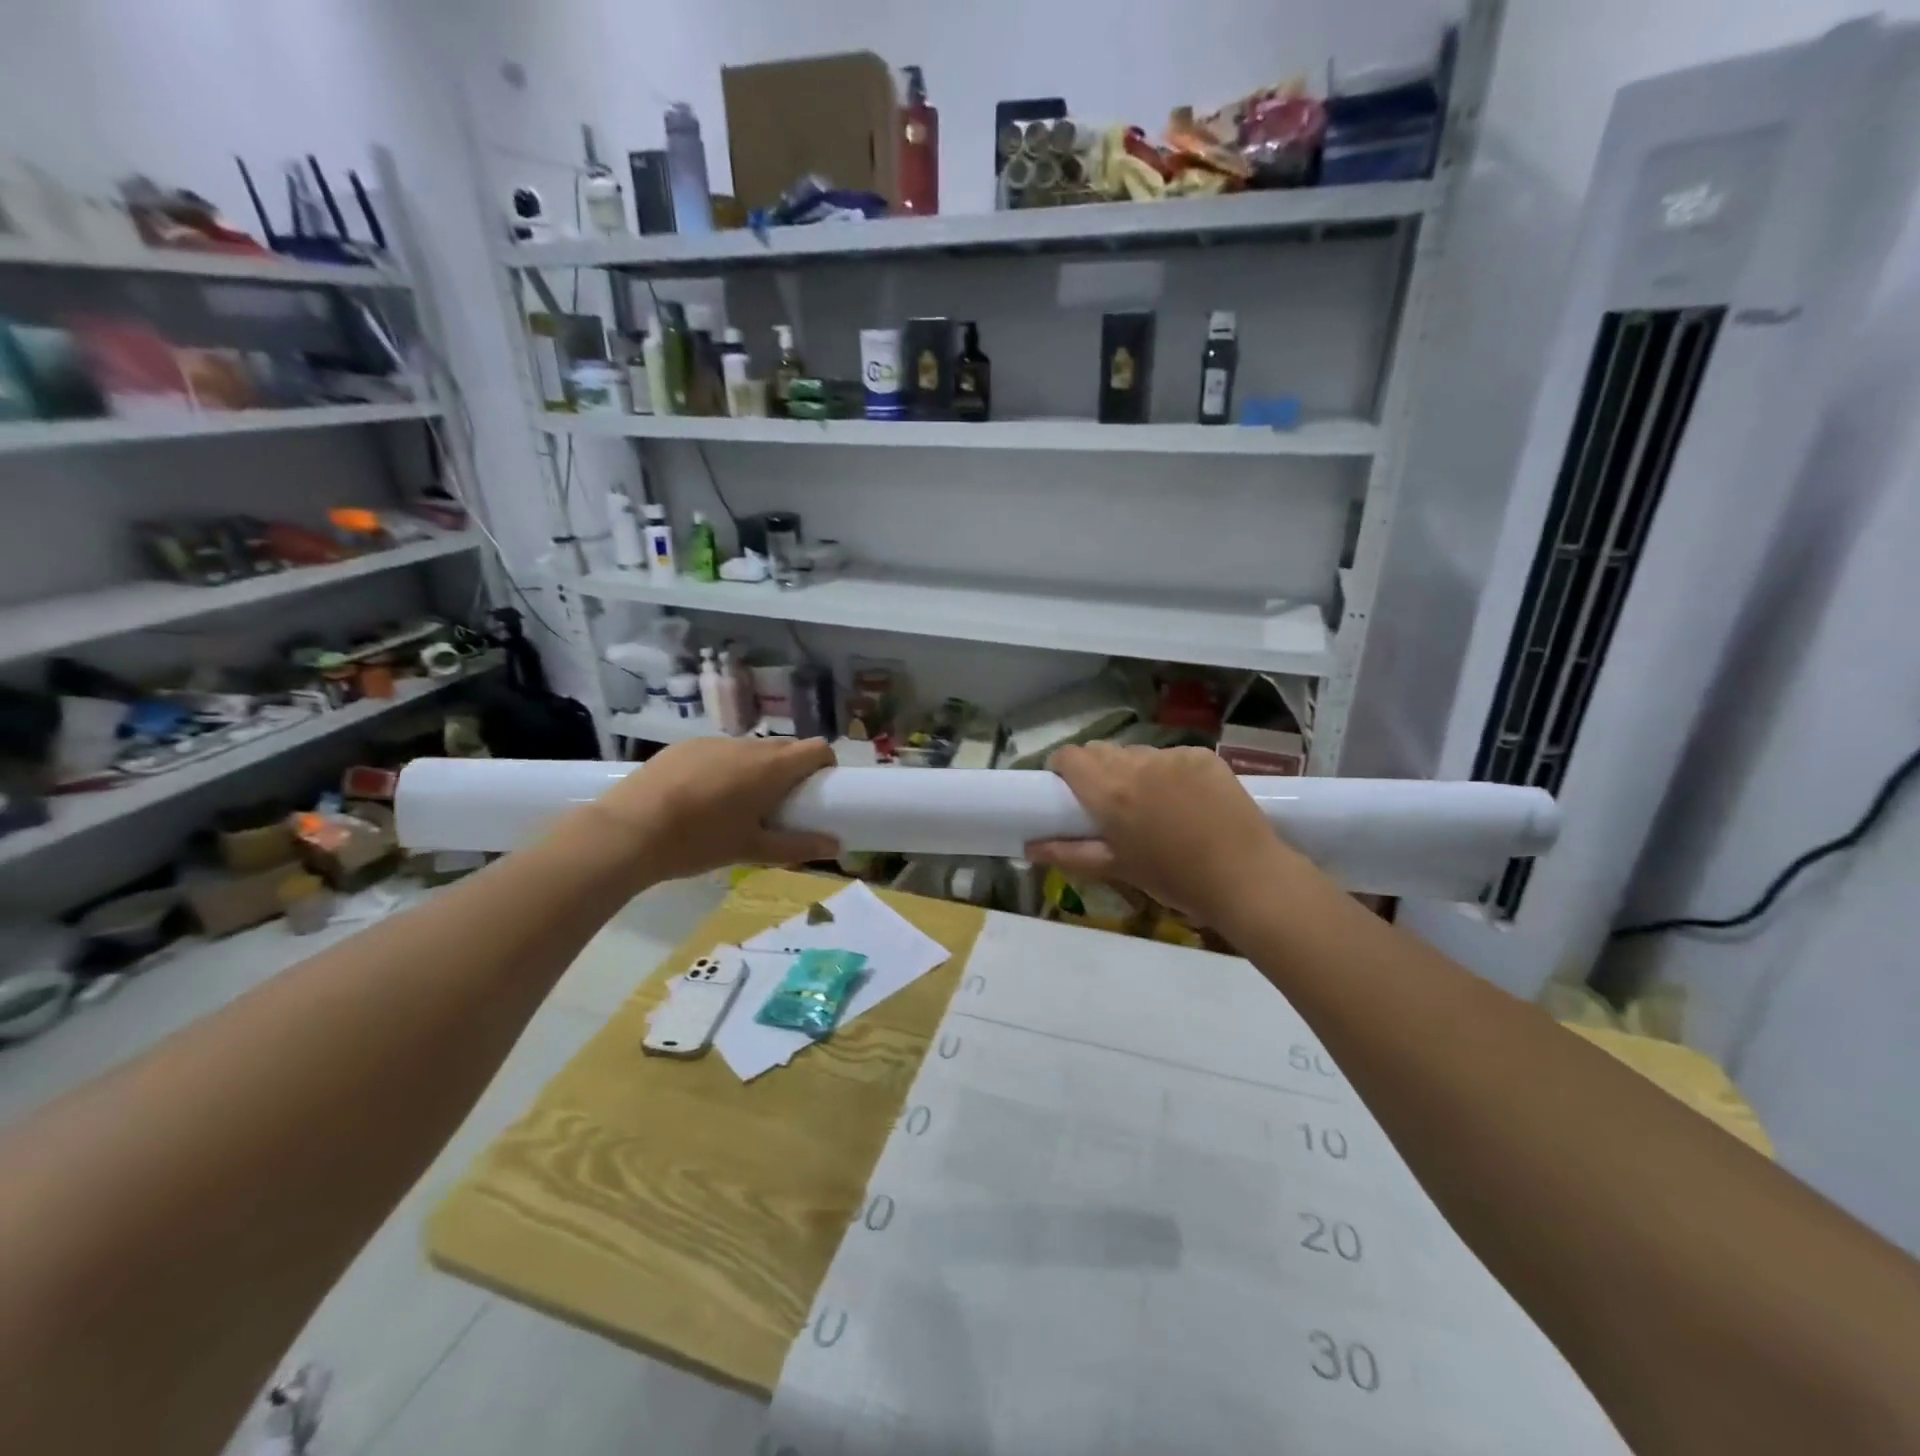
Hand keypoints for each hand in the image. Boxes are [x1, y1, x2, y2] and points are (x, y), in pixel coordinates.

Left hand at [586, 736, 839, 881]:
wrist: (628, 831)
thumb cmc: (699, 841)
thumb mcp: (752, 850)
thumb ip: (798, 846)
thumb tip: (835, 846)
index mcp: (771, 767)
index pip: (817, 748)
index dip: (825, 765)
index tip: (820, 789)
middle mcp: (747, 746)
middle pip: (785, 748)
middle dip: (792, 770)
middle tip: (782, 804)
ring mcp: (713, 742)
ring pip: (750, 750)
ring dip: (757, 769)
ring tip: (738, 804)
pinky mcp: (684, 746)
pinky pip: (719, 752)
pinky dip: (725, 768)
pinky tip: (702, 797)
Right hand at [1026, 743, 1310, 927]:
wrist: (1246, 877)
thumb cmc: (1175, 879)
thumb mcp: (1117, 868)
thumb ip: (1068, 852)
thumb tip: (1028, 847)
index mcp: (1110, 792)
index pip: (1070, 756)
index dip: (1063, 768)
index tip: (1067, 788)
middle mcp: (1137, 764)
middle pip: (1101, 750)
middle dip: (1096, 769)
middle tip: (1110, 802)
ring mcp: (1173, 756)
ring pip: (1138, 752)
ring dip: (1134, 770)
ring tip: (1154, 804)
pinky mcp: (1203, 755)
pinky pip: (1172, 756)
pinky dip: (1169, 772)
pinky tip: (1187, 800)